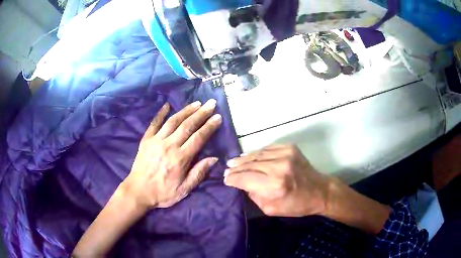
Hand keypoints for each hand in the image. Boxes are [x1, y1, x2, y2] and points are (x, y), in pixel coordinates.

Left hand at [121, 99, 221, 208]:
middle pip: (188, 125)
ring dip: (186, 110)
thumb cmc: (163, 192)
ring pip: (173, 121)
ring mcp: (156, 140)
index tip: (218, 117)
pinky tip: (167, 105)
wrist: (138, 191)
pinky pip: (154, 123)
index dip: (209, 126)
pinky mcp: (146, 139)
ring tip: (196, 103)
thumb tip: (214, 158)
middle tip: (211, 103)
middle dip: (201, 113)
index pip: (199, 138)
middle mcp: (169, 145)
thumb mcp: (184, 189)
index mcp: (180, 158)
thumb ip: (198, 173)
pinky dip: (161, 113)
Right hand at [224, 144, 331, 216]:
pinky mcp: (290, 148)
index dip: (233, 179)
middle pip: (250, 165)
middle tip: (227, 169)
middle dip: (236, 168)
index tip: (226, 179)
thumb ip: (254, 196)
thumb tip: (243, 184)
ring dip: (244, 159)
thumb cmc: (296, 205)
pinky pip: (268, 148)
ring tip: (234, 161)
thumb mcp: (271, 209)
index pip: (245, 179)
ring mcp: (285, 155)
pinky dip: (257, 152)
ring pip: (257, 154)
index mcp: (274, 186)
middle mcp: (279, 167)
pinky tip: (249, 156)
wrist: (320, 191)